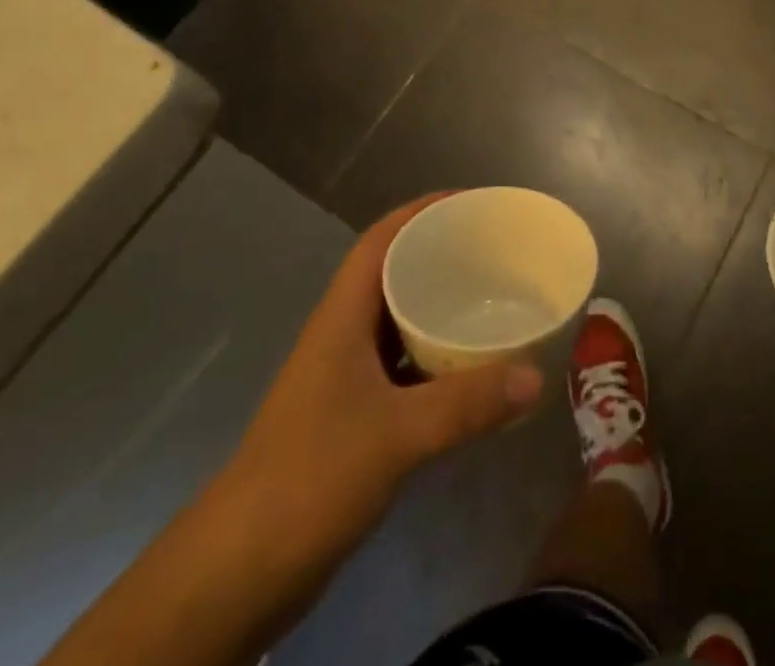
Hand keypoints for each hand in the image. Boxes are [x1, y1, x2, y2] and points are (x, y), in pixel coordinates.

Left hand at [219, 193, 544, 581]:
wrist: (238, 571)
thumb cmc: (310, 477)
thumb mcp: (396, 435)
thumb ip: (467, 405)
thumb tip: (536, 375)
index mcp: (342, 316)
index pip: (380, 240)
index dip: (421, 211)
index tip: (470, 203)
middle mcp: (342, 335)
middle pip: (393, 274)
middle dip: (440, 255)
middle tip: (495, 252)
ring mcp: (344, 377)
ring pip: (399, 322)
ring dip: (439, 308)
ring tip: (492, 300)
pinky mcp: (351, 416)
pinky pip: (402, 367)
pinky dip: (435, 359)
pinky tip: (470, 371)